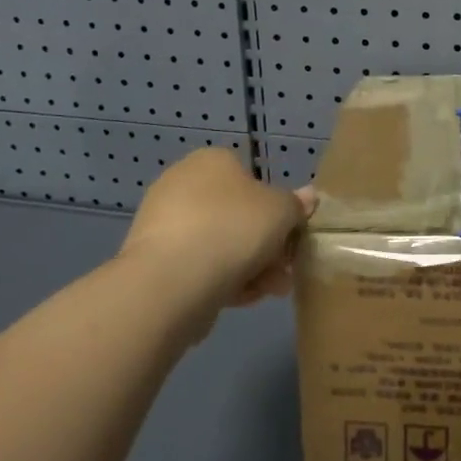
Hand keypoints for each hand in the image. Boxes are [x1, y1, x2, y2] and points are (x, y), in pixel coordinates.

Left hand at [118, 148, 312, 337]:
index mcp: (212, 161)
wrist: (171, 280)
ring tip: (269, 292)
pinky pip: (197, 266)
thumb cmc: (234, 229)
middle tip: (284, 271)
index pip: (251, 179)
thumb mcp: (282, 211)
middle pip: (237, 215)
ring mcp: (163, 222)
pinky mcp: (152, 259)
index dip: (276, 209)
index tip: (290, 237)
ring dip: (249, 267)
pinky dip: (220, 280)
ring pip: (219, 243)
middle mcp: (182, 183)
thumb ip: (296, 204)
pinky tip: (240, 300)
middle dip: (265, 245)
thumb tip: (308, 196)